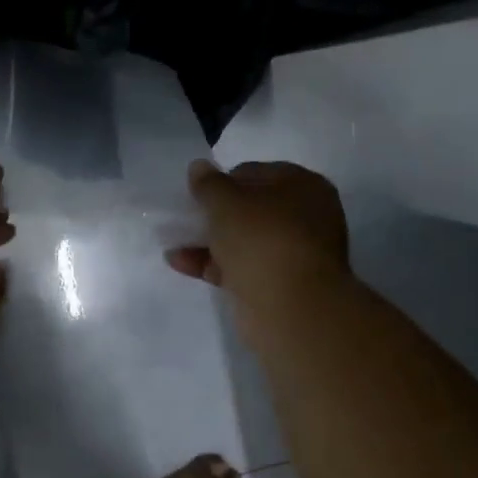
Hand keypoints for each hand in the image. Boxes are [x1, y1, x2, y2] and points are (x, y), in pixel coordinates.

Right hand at [165, 160, 349, 314]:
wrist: (291, 309)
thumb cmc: (262, 240)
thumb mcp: (227, 203)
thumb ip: (209, 184)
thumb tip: (200, 167)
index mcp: (303, 187)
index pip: (256, 172)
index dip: (224, 180)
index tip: (197, 194)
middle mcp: (304, 217)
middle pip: (250, 208)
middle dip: (215, 214)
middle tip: (186, 216)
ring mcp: (292, 254)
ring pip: (243, 240)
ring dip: (209, 240)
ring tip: (173, 240)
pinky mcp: (277, 284)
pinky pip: (239, 266)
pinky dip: (212, 263)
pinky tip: (179, 262)